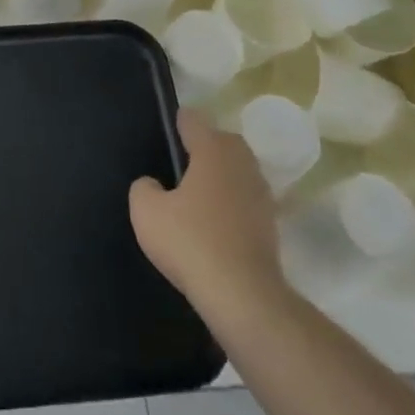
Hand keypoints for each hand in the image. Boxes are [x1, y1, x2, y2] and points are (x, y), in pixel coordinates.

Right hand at [130, 113, 287, 324]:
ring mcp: (261, 193)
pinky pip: (246, 199)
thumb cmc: (191, 242)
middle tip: (179, 164)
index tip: (165, 133)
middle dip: (204, 146)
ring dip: (221, 176)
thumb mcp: (146, 212)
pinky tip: (213, 222)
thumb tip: (153, 185)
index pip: (194, 120)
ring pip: (238, 170)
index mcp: (213, 150)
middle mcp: (242, 163)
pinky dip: (232, 203)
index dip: (177, 122)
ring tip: (196, 194)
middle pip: (223, 141)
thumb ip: (144, 188)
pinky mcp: (271, 223)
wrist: (243, 295)